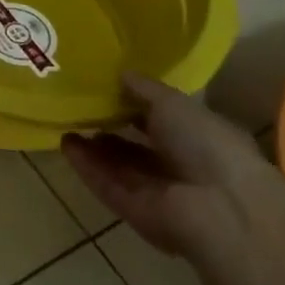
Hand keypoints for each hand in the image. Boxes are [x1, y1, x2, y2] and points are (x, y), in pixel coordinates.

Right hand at [60, 73, 276, 258]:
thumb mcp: (173, 103)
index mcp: (200, 137)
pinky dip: (87, 166)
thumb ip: (144, 88)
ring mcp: (157, 191)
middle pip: (138, 146)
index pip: (163, 119)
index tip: (106, 88)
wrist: (219, 210)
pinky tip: (65, 143)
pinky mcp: (135, 211)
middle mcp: (180, 165)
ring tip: (66, 122)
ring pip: (119, 165)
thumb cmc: (207, 145)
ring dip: (94, 147)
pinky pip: (106, 184)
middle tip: (81, 106)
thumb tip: (121, 73)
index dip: (136, 105)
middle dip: (111, 127)